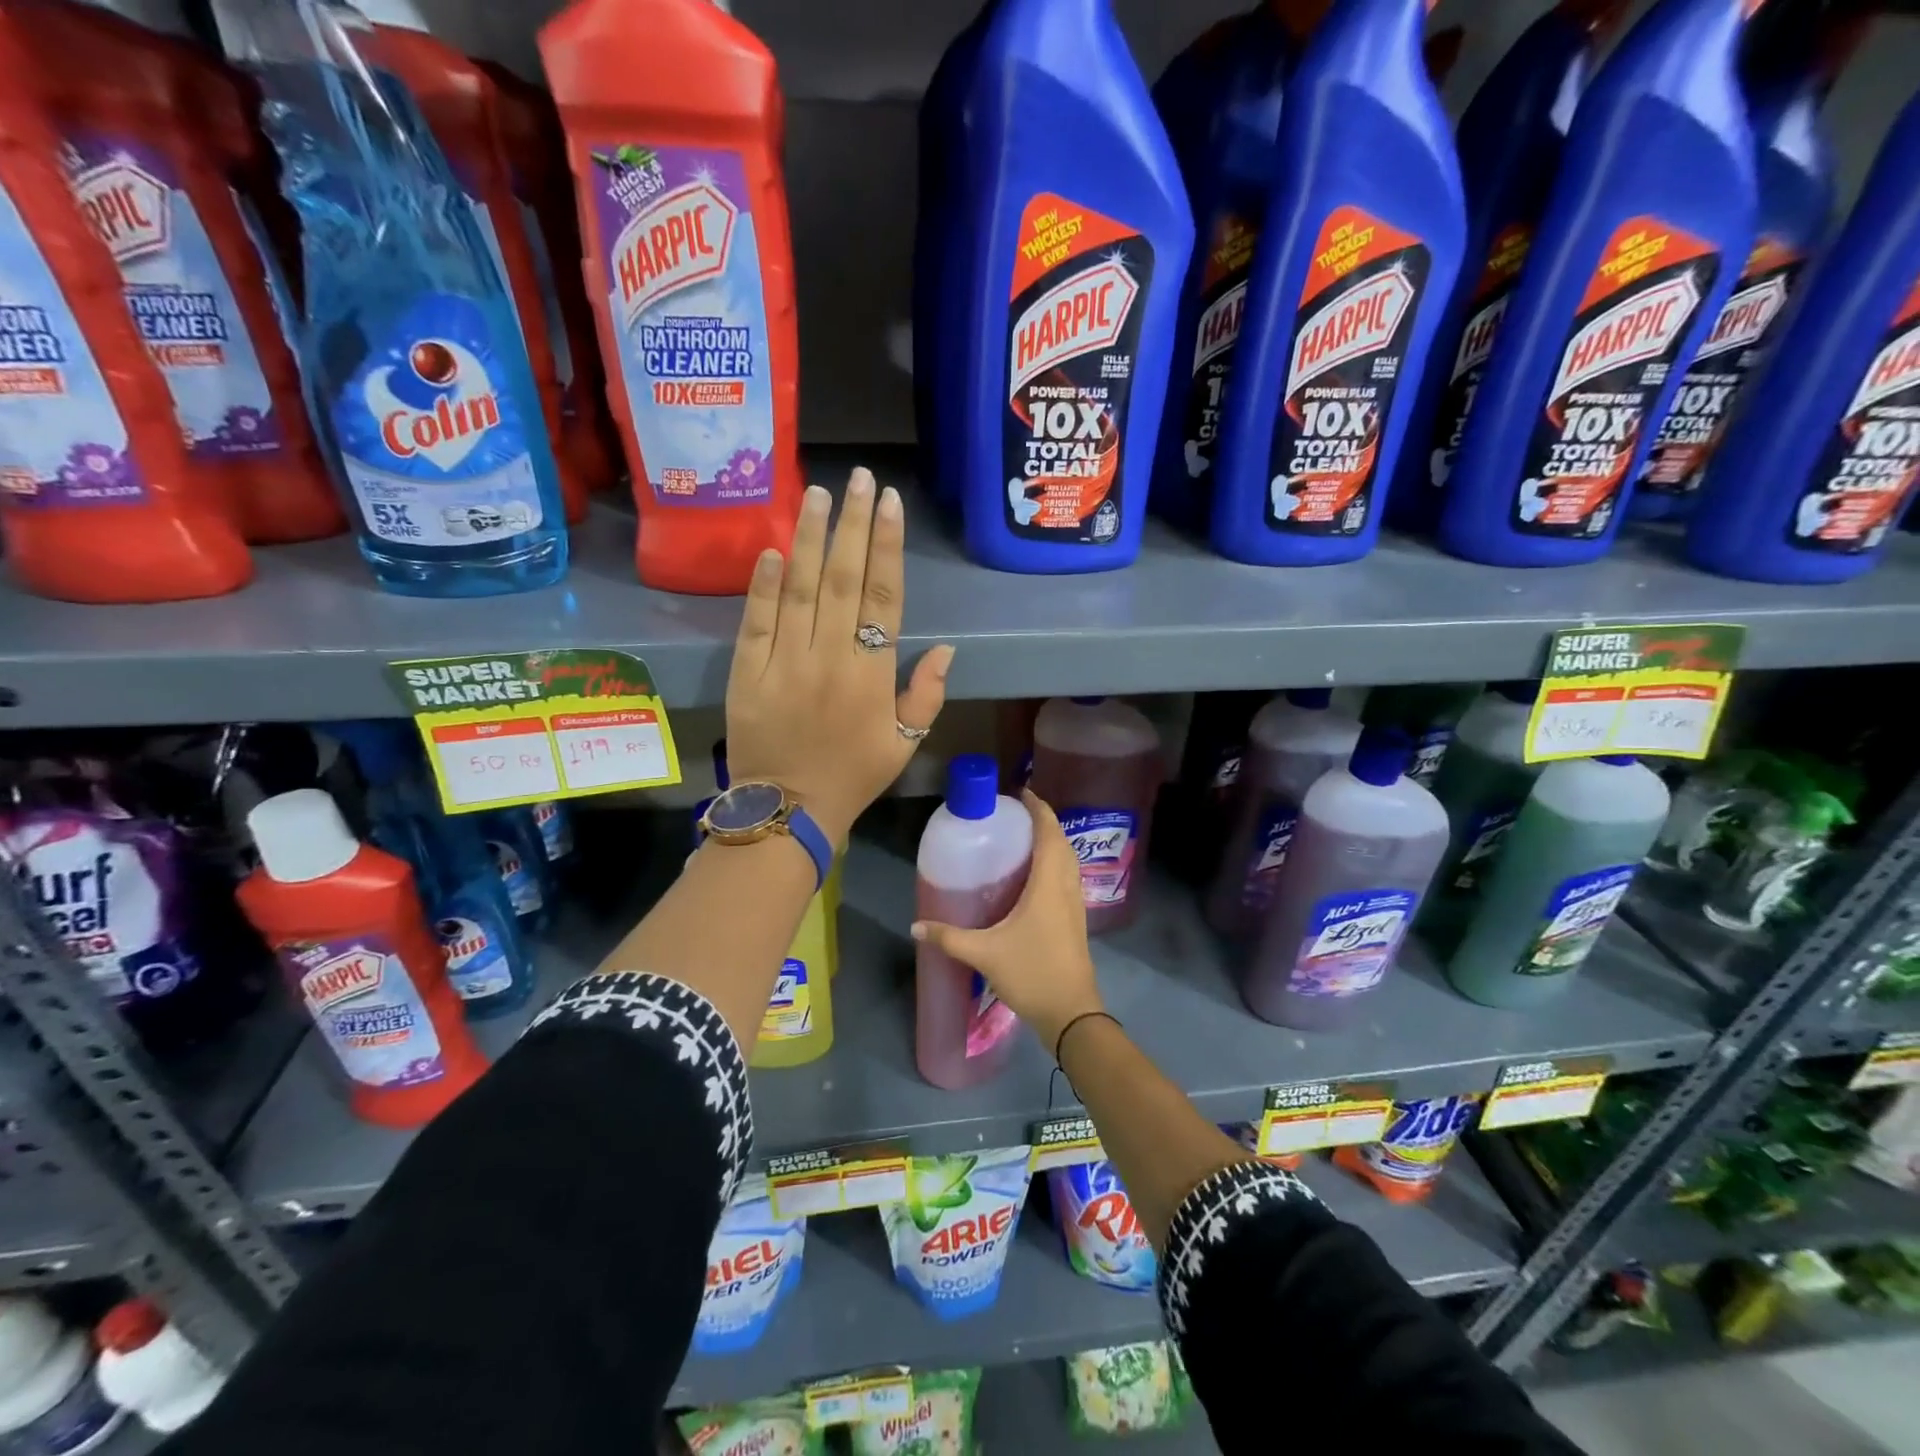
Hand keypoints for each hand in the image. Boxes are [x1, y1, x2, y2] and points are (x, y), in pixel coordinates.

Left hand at [726, 467, 953, 844]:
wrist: (787, 810)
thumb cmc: (853, 776)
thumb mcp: (904, 744)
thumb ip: (925, 695)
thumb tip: (945, 648)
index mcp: (871, 675)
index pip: (882, 597)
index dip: (886, 547)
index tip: (888, 504)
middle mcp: (830, 658)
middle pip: (841, 579)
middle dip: (852, 525)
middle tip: (858, 478)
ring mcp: (784, 662)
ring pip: (798, 589)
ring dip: (808, 538)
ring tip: (817, 494)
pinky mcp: (748, 672)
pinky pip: (756, 621)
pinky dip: (763, 584)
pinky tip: (772, 549)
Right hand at [910, 790, 1102, 1051]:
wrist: (1071, 1013)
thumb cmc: (1032, 973)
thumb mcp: (984, 953)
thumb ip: (949, 937)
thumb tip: (916, 927)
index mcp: (1049, 883)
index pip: (1049, 832)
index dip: (1039, 808)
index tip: (1020, 793)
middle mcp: (1067, 886)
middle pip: (1061, 841)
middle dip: (1042, 821)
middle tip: (1013, 816)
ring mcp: (1075, 904)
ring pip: (1067, 860)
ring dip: (1051, 842)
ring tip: (1021, 839)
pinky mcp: (1075, 920)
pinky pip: (1067, 878)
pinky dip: (1054, 864)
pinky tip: (1032, 877)